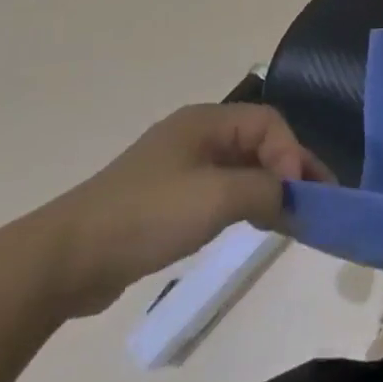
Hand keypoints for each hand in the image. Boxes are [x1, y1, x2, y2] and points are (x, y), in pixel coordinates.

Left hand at [27, 104, 332, 318]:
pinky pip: (220, 192)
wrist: (66, 259)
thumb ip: (265, 189)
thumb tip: (293, 195)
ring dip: (269, 188)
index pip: (269, 123)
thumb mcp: (216, 197)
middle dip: (289, 170)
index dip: (292, 153)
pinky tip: (254, 225)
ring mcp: (179, 168)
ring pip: (241, 169)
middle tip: (316, 203)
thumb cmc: (147, 216)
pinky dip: (244, 204)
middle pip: (258, 143)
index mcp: (206, 121)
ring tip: (293, 218)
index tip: (301, 192)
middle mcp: (196, 136)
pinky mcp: (167, 200)